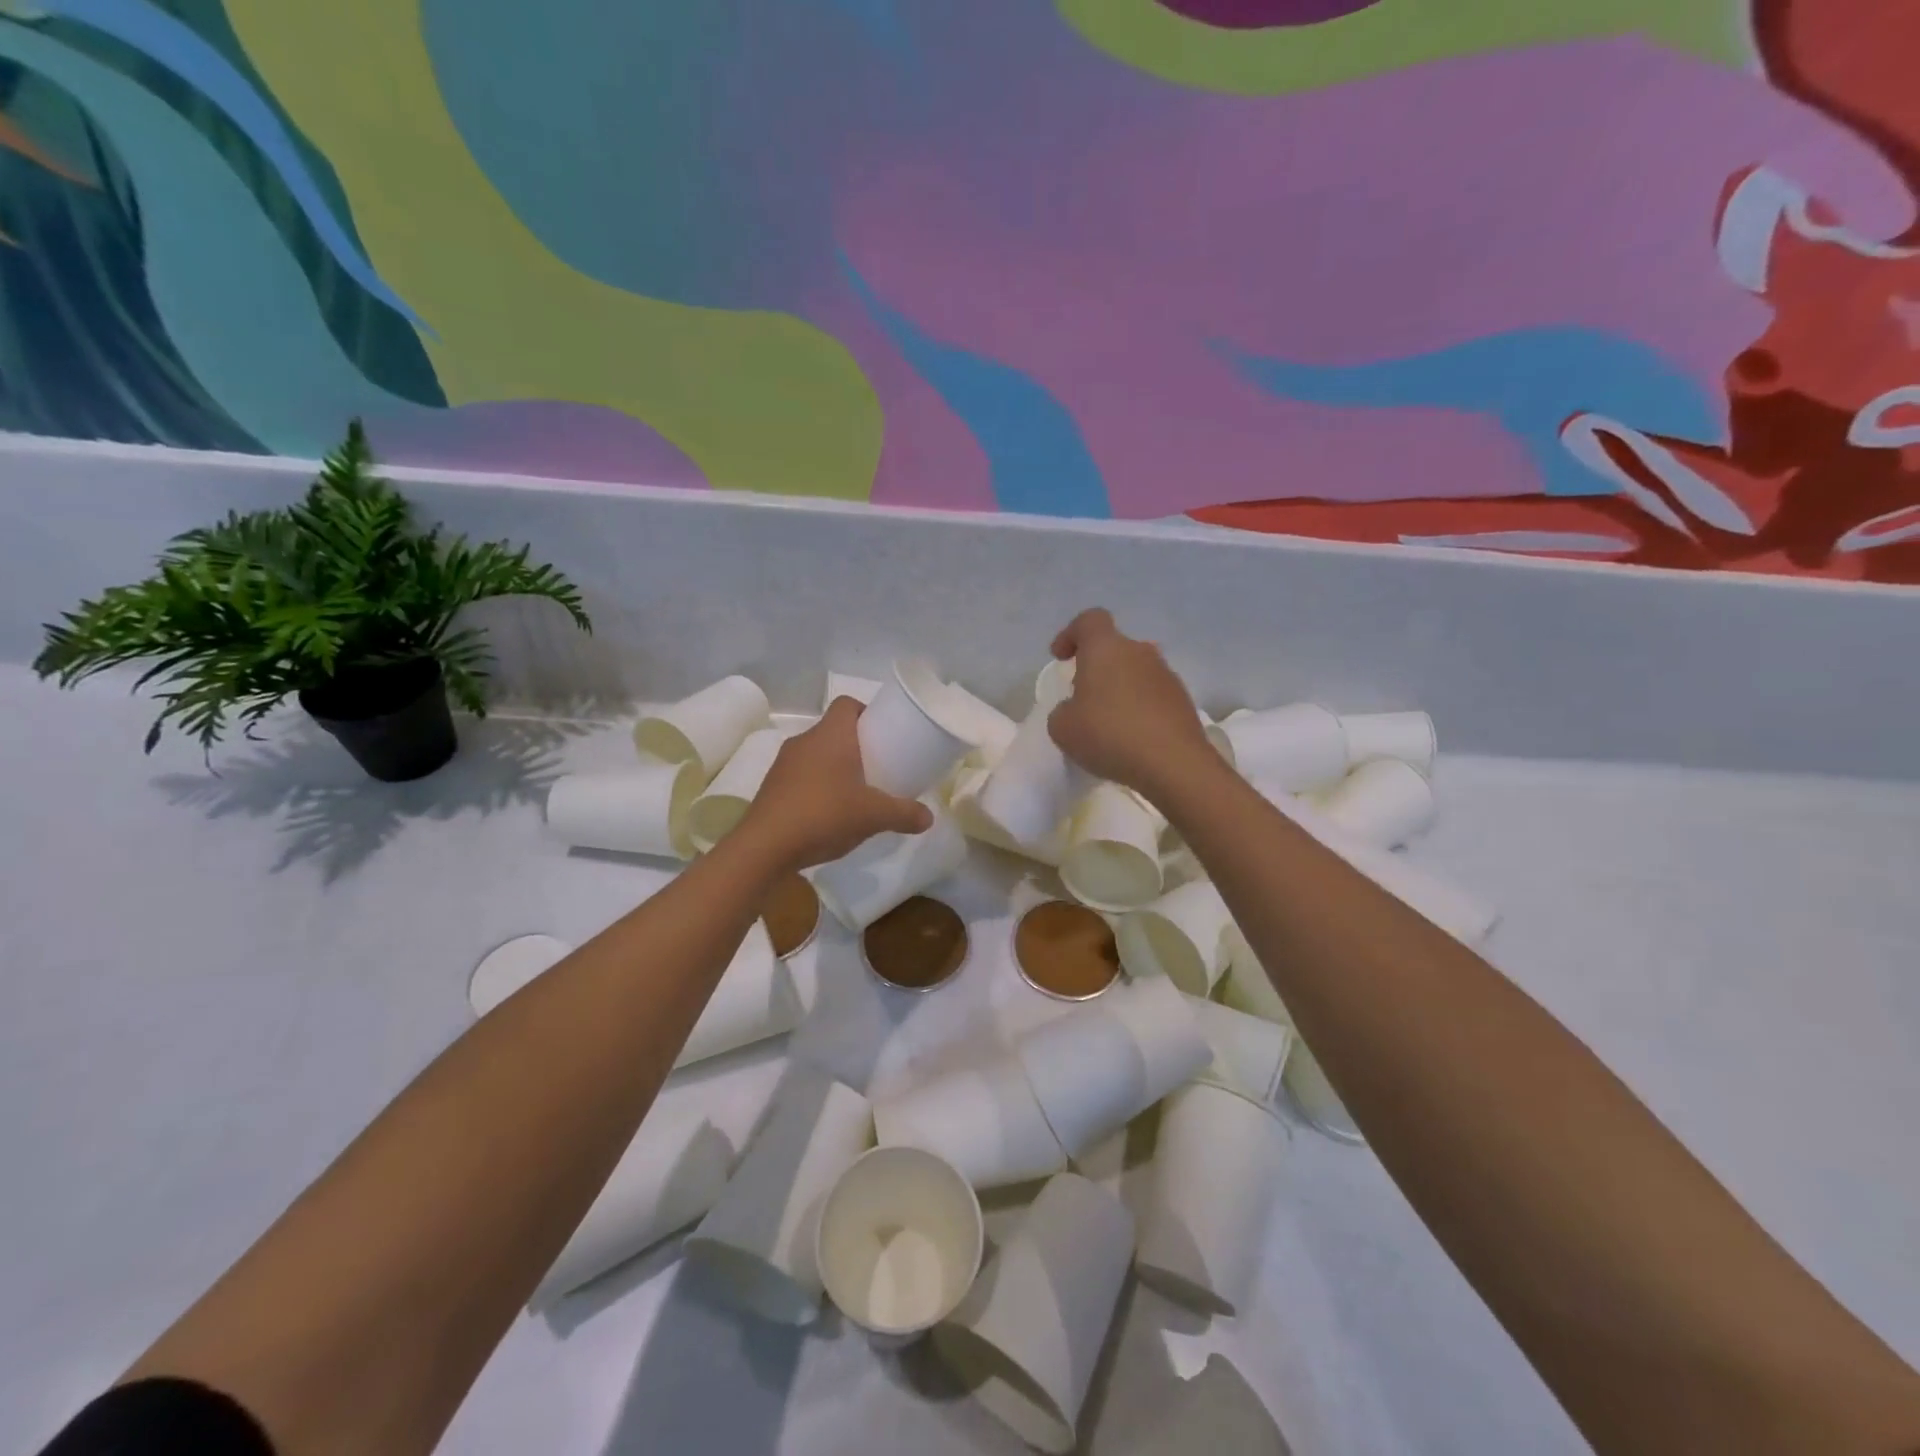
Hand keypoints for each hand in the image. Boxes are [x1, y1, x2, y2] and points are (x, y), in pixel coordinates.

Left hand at [737, 698, 933, 869]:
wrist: (765, 847)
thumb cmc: (824, 815)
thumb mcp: (874, 816)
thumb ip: (904, 813)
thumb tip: (929, 818)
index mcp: (831, 735)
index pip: (847, 704)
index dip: (865, 712)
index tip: (882, 733)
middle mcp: (804, 741)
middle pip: (833, 730)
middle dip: (856, 744)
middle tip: (878, 765)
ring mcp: (783, 764)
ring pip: (816, 754)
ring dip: (835, 766)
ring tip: (856, 791)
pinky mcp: (771, 787)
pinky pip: (801, 776)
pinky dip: (817, 786)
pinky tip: (830, 812)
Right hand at [1047, 608, 1214, 797]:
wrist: (1173, 763)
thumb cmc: (1109, 735)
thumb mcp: (1063, 728)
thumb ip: (1062, 711)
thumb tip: (1075, 710)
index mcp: (1106, 648)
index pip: (1089, 620)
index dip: (1071, 634)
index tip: (1061, 658)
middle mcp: (1140, 652)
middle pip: (1114, 648)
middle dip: (1097, 668)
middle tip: (1083, 699)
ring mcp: (1166, 675)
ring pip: (1135, 672)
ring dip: (1120, 690)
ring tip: (1108, 724)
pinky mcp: (1183, 701)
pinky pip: (1153, 696)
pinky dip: (1139, 709)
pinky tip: (1132, 738)